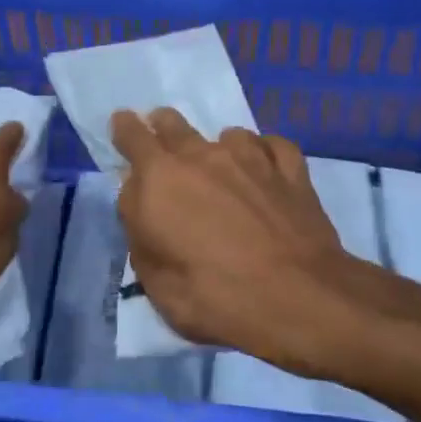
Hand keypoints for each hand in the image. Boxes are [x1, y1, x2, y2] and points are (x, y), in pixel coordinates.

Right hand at [113, 108, 364, 373]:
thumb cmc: (215, 297)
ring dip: (218, 147)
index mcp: (161, 179)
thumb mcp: (154, 279)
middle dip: (163, 126)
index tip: (123, 122)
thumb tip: (139, 198)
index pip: (133, 137)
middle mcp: (203, 155)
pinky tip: (266, 168)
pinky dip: (264, 154)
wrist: (298, 298)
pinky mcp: (292, 170)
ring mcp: (252, 157)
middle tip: (161, 136)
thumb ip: (139, 230)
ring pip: (227, 135)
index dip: (125, 128)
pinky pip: (272, 146)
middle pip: (174, 124)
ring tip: (223, 165)